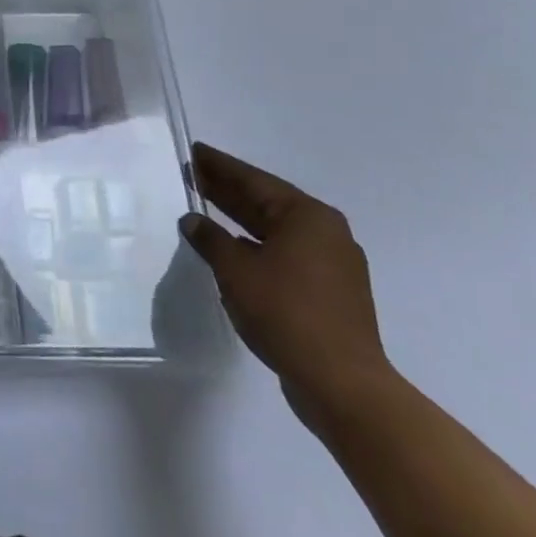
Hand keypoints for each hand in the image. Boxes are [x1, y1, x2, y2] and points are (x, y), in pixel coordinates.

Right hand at [181, 143, 393, 422]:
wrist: (342, 385)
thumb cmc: (286, 312)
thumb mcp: (235, 270)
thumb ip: (211, 239)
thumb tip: (193, 220)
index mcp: (307, 216)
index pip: (254, 180)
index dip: (220, 166)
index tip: (195, 151)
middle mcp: (326, 232)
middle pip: (267, 202)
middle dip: (228, 190)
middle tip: (194, 174)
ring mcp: (333, 264)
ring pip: (277, 230)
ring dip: (241, 219)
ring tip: (206, 208)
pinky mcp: (332, 293)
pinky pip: (286, 254)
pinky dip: (257, 246)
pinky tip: (233, 249)